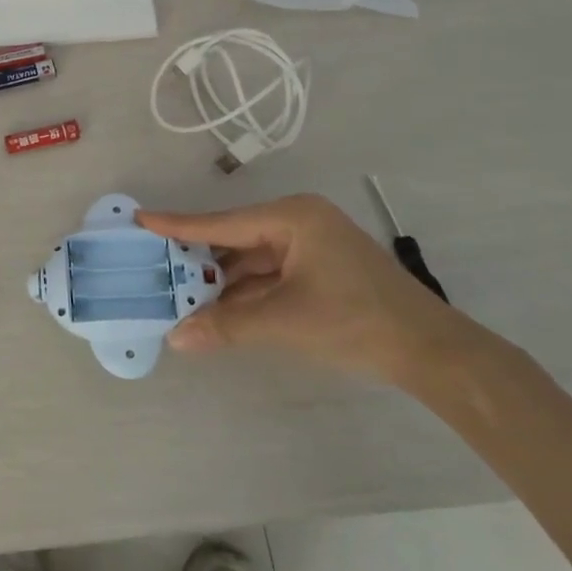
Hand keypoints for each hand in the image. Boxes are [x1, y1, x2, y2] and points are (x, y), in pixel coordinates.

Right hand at [138, 194, 482, 384]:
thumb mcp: (284, 321)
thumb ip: (225, 326)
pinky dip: (242, 294)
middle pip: (233, 241)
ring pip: (248, 262)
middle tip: (153, 268)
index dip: (177, 226)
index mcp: (292, 218)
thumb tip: (176, 338)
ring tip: (177, 296)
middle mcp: (297, 223)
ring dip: (219, 284)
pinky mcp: (316, 271)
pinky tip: (214, 310)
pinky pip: (266, 277)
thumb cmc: (356, 321)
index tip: (140, 219)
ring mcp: (309, 248)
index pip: (221, 223)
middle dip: (197, 262)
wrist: (431, 352)